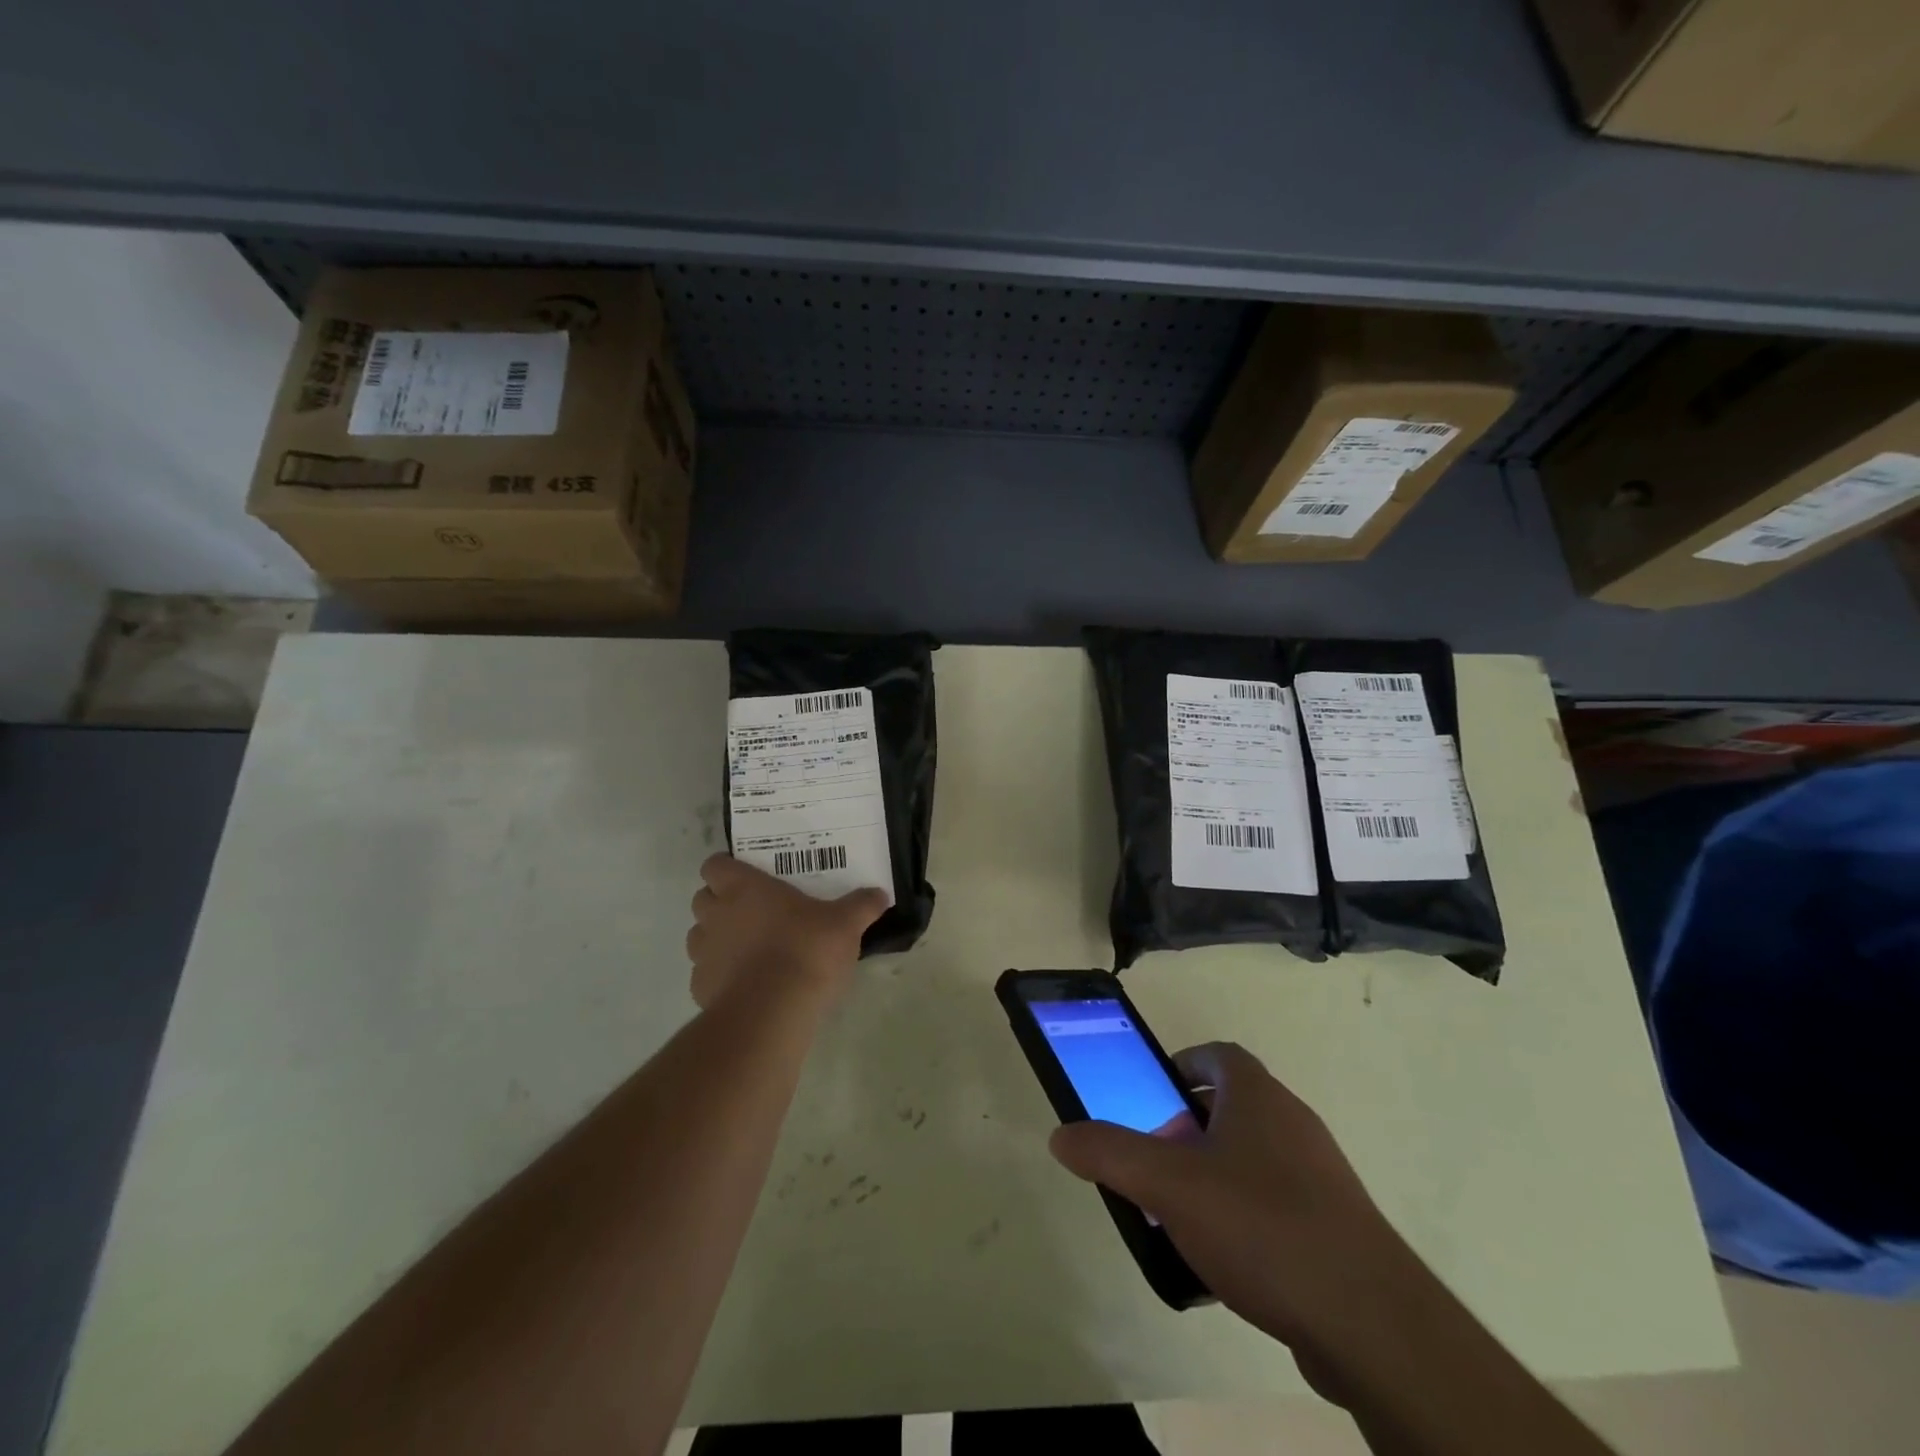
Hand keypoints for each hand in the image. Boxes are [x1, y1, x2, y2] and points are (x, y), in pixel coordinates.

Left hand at [685, 854, 887, 1010]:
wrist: (771, 1012)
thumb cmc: (806, 951)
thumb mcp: (845, 924)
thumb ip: (861, 906)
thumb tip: (880, 894)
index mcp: (744, 888)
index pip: (715, 864)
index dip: (727, 868)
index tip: (748, 876)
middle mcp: (716, 915)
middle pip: (702, 897)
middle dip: (720, 902)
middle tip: (753, 910)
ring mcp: (704, 953)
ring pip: (699, 936)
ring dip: (717, 938)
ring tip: (749, 948)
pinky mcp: (700, 989)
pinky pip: (705, 974)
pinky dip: (720, 975)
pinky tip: (747, 984)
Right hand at [1049, 1043, 1424, 1378]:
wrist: (1371, 1323)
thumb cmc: (1261, 1226)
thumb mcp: (1168, 1186)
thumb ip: (1110, 1155)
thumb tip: (1061, 1135)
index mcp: (1258, 1096)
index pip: (1218, 1054)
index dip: (1181, 1064)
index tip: (1153, 1095)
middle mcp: (1293, 1122)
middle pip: (1233, 1105)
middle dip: (1189, 1125)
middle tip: (1156, 1157)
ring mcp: (1320, 1175)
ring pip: (1254, 1156)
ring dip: (1215, 1172)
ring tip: (1180, 1212)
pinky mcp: (1336, 1226)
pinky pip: (1277, 1202)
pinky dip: (1245, 1215)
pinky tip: (1224, 1261)